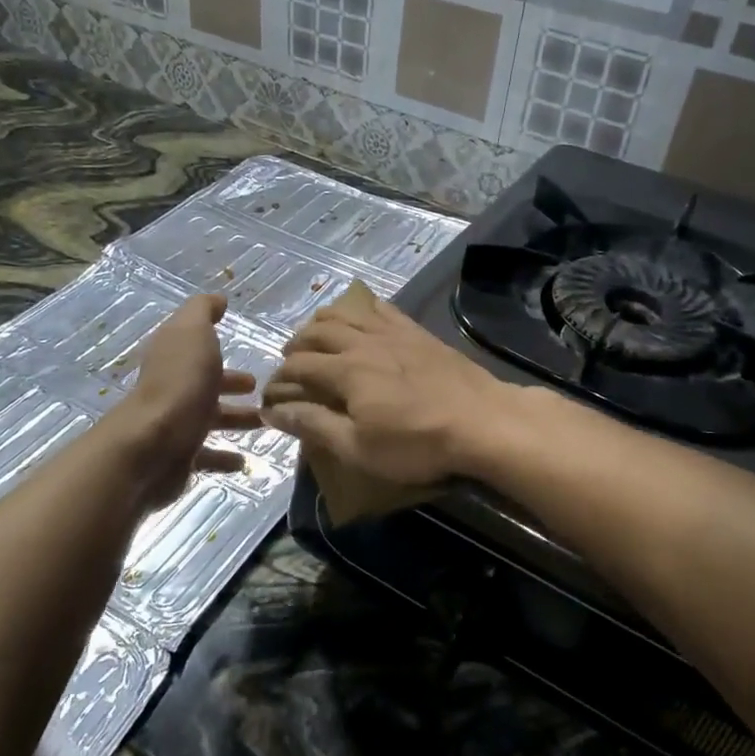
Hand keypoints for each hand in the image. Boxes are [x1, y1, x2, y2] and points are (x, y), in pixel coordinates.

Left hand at [117, 294, 257, 507]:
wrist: (153, 444)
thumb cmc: (180, 383)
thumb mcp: (193, 332)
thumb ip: (203, 311)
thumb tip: (217, 299)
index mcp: (174, 357)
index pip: (197, 347)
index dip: (219, 347)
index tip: (249, 351)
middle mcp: (172, 388)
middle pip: (205, 383)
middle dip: (232, 385)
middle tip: (262, 389)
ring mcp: (175, 424)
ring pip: (210, 419)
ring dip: (236, 419)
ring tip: (266, 422)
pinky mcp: (180, 458)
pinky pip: (206, 456)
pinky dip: (225, 457)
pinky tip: (244, 461)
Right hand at [261, 295, 509, 486]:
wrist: (482, 422)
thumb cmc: (417, 444)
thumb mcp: (358, 448)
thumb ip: (314, 426)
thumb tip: (273, 412)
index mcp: (344, 371)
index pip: (297, 366)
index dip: (278, 380)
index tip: (271, 398)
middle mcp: (363, 341)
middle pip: (316, 332)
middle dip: (295, 347)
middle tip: (289, 365)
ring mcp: (392, 332)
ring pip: (345, 313)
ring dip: (321, 322)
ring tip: (314, 336)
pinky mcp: (417, 331)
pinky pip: (380, 307)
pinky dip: (359, 307)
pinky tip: (358, 314)